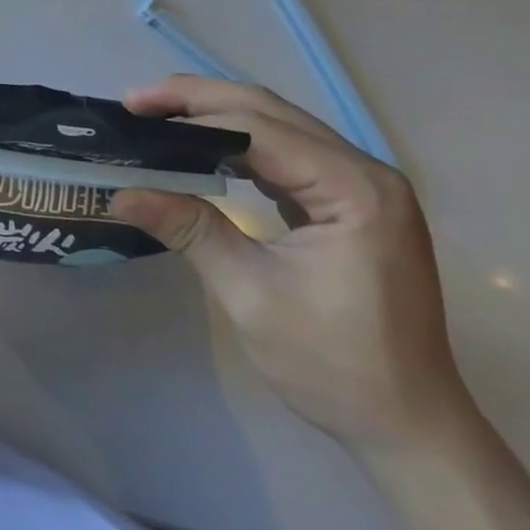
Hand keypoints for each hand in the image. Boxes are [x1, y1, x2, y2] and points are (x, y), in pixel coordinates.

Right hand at [109, 76, 473, 456]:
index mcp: (355, 190)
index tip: (132, 109)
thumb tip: (120, 193)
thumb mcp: (249, 295)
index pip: (258, 129)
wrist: (409, 430)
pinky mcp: (352, 202)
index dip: (190, 112)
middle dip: (198, 100)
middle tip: (136, 102)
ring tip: (158, 118)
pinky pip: (287, 153)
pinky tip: (202, 151)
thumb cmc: (335, 366)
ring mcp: (363, 186)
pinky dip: (239, 146)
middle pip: (270, 113)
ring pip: (278, 126)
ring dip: (216, 118)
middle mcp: (366, 172)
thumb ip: (189, 230)